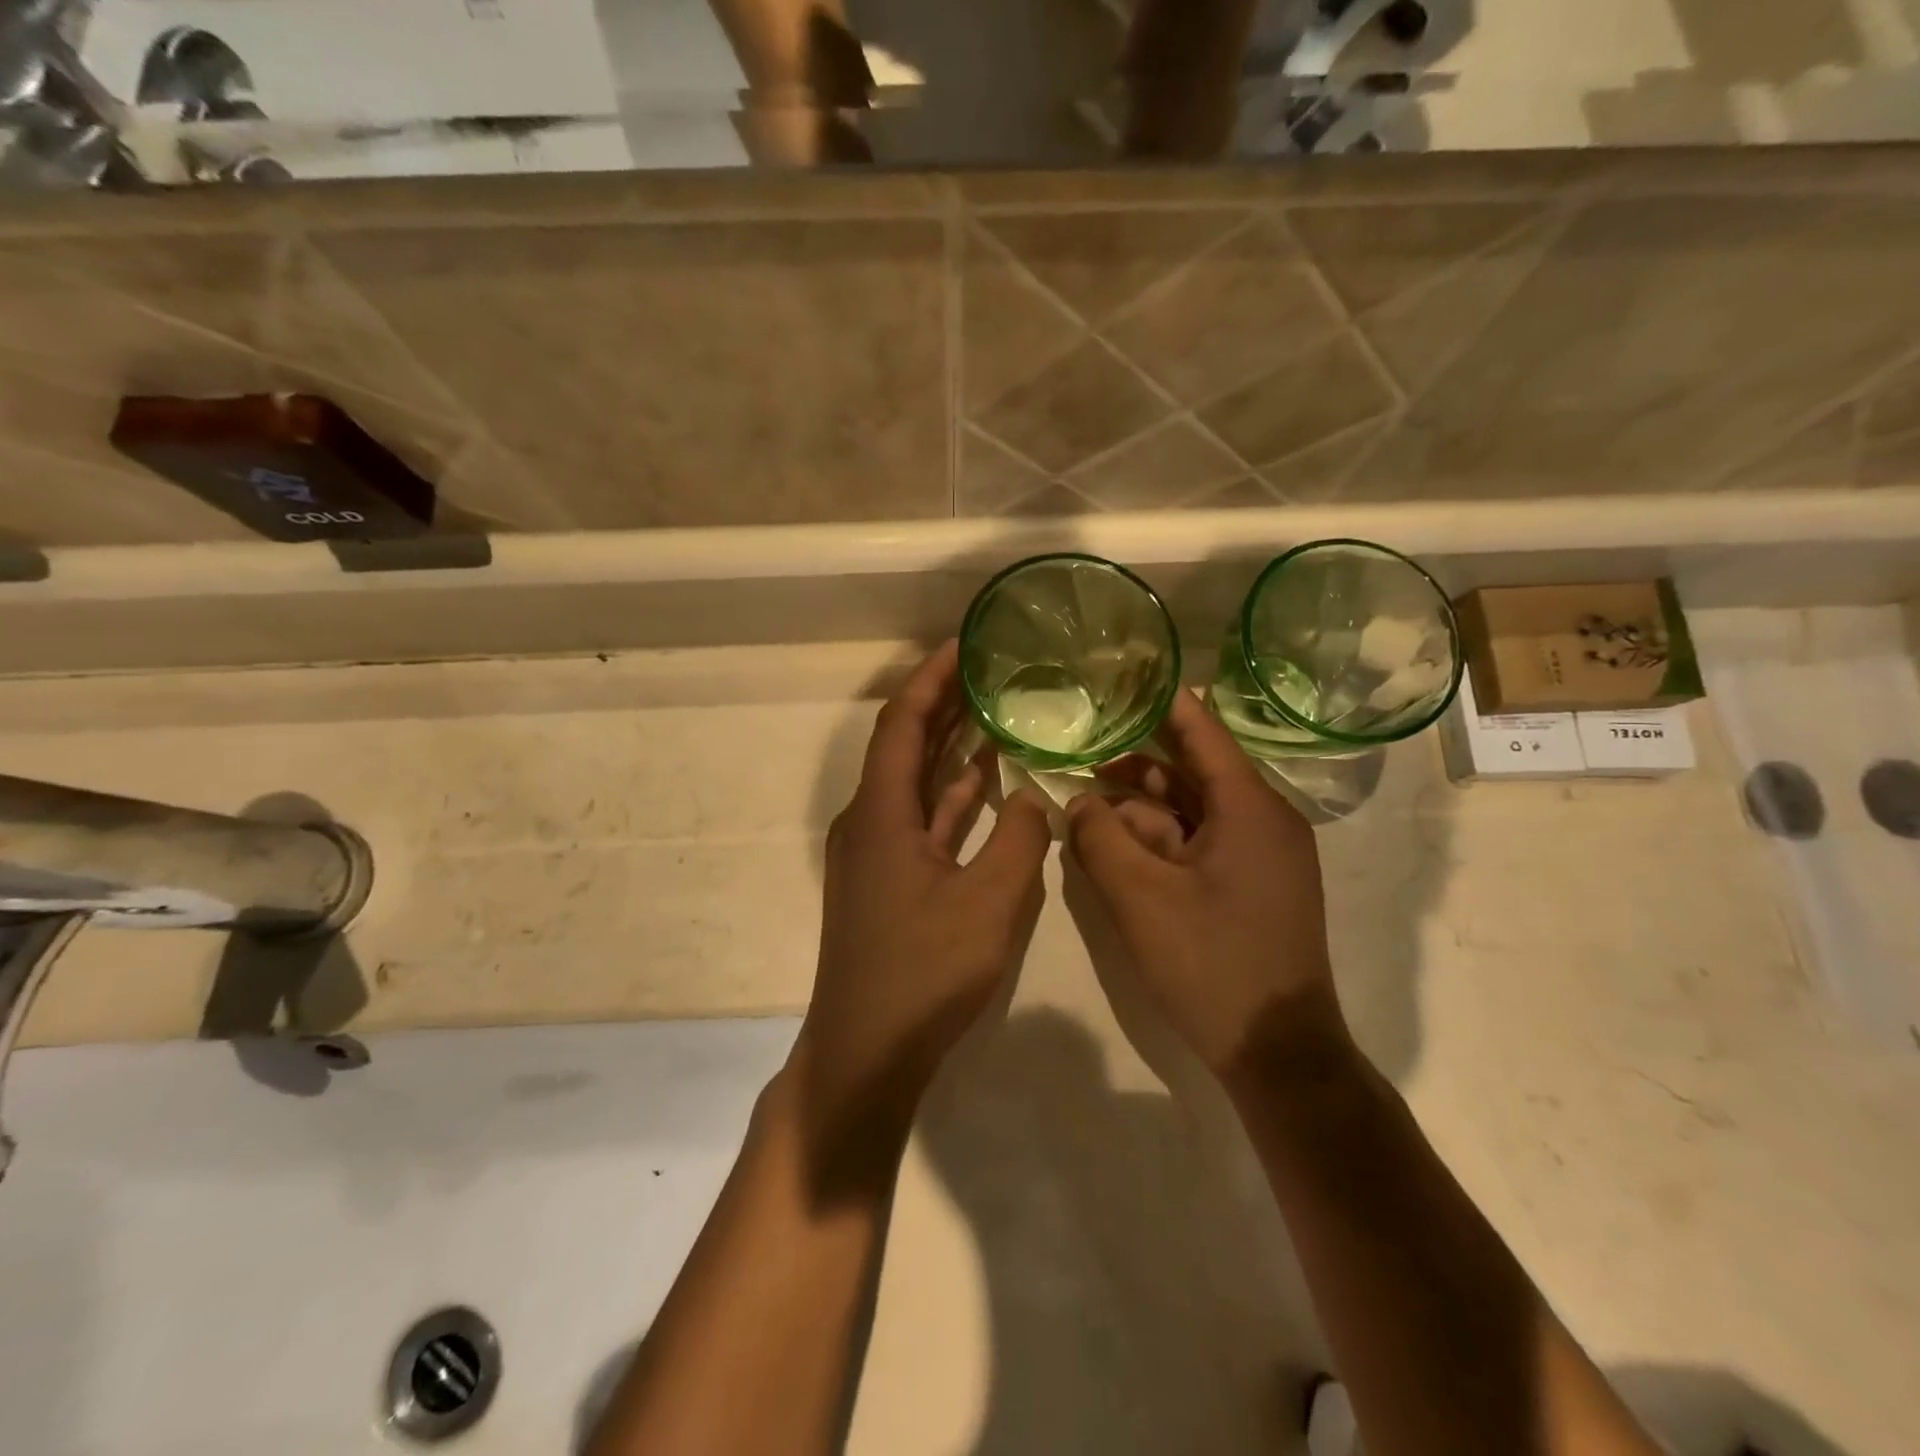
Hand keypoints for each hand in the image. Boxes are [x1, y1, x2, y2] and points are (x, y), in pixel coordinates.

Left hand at [789, 641, 1051, 1183]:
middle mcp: (870, 820)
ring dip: (949, 745)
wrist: (867, 1051)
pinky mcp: (889, 880)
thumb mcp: (989, 902)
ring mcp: (877, 852)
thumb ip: (1018, 838)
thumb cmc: (924, 973)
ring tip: (993, 710)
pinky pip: (922, 819)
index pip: (902, 721)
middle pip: (905, 744)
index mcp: (881, 812)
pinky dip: (952, 796)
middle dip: (943, 702)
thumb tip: (1030, 797)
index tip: (965, 644)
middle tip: (987, 668)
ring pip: (915, 781)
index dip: (932, 678)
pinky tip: (986, 781)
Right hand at [1065, 691, 1349, 1082]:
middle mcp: (1264, 820)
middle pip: (1191, 772)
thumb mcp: (1140, 898)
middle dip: (1134, 768)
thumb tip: (1078, 801)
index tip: (1120, 679)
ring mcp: (1263, 856)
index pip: (1201, 731)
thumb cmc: (1212, 965)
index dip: (1159, 703)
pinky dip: (1160, 842)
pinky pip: (1201, 845)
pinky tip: (1117, 852)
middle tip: (1080, 755)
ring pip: (1192, 812)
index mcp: (1250, 808)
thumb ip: (1100, 839)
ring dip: (1141, 811)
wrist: (1278, 1053)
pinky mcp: (1253, 886)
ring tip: (1086, 811)